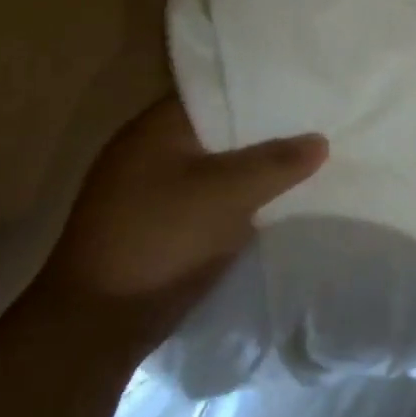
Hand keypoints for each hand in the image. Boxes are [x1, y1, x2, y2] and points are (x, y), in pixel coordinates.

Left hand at [37, 96, 327, 356]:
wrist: (95, 327)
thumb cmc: (161, 239)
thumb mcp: (228, 193)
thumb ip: (277, 161)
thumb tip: (320, 140)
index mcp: (154, 129)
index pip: (216, 91)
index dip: (259, 89)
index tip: (302, 90)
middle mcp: (147, 152)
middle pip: (219, 130)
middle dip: (262, 130)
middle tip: (313, 123)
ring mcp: (148, 192)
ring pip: (216, 166)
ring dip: (251, 167)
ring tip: (304, 158)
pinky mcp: (156, 227)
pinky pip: (209, 197)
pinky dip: (237, 196)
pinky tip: (272, 199)